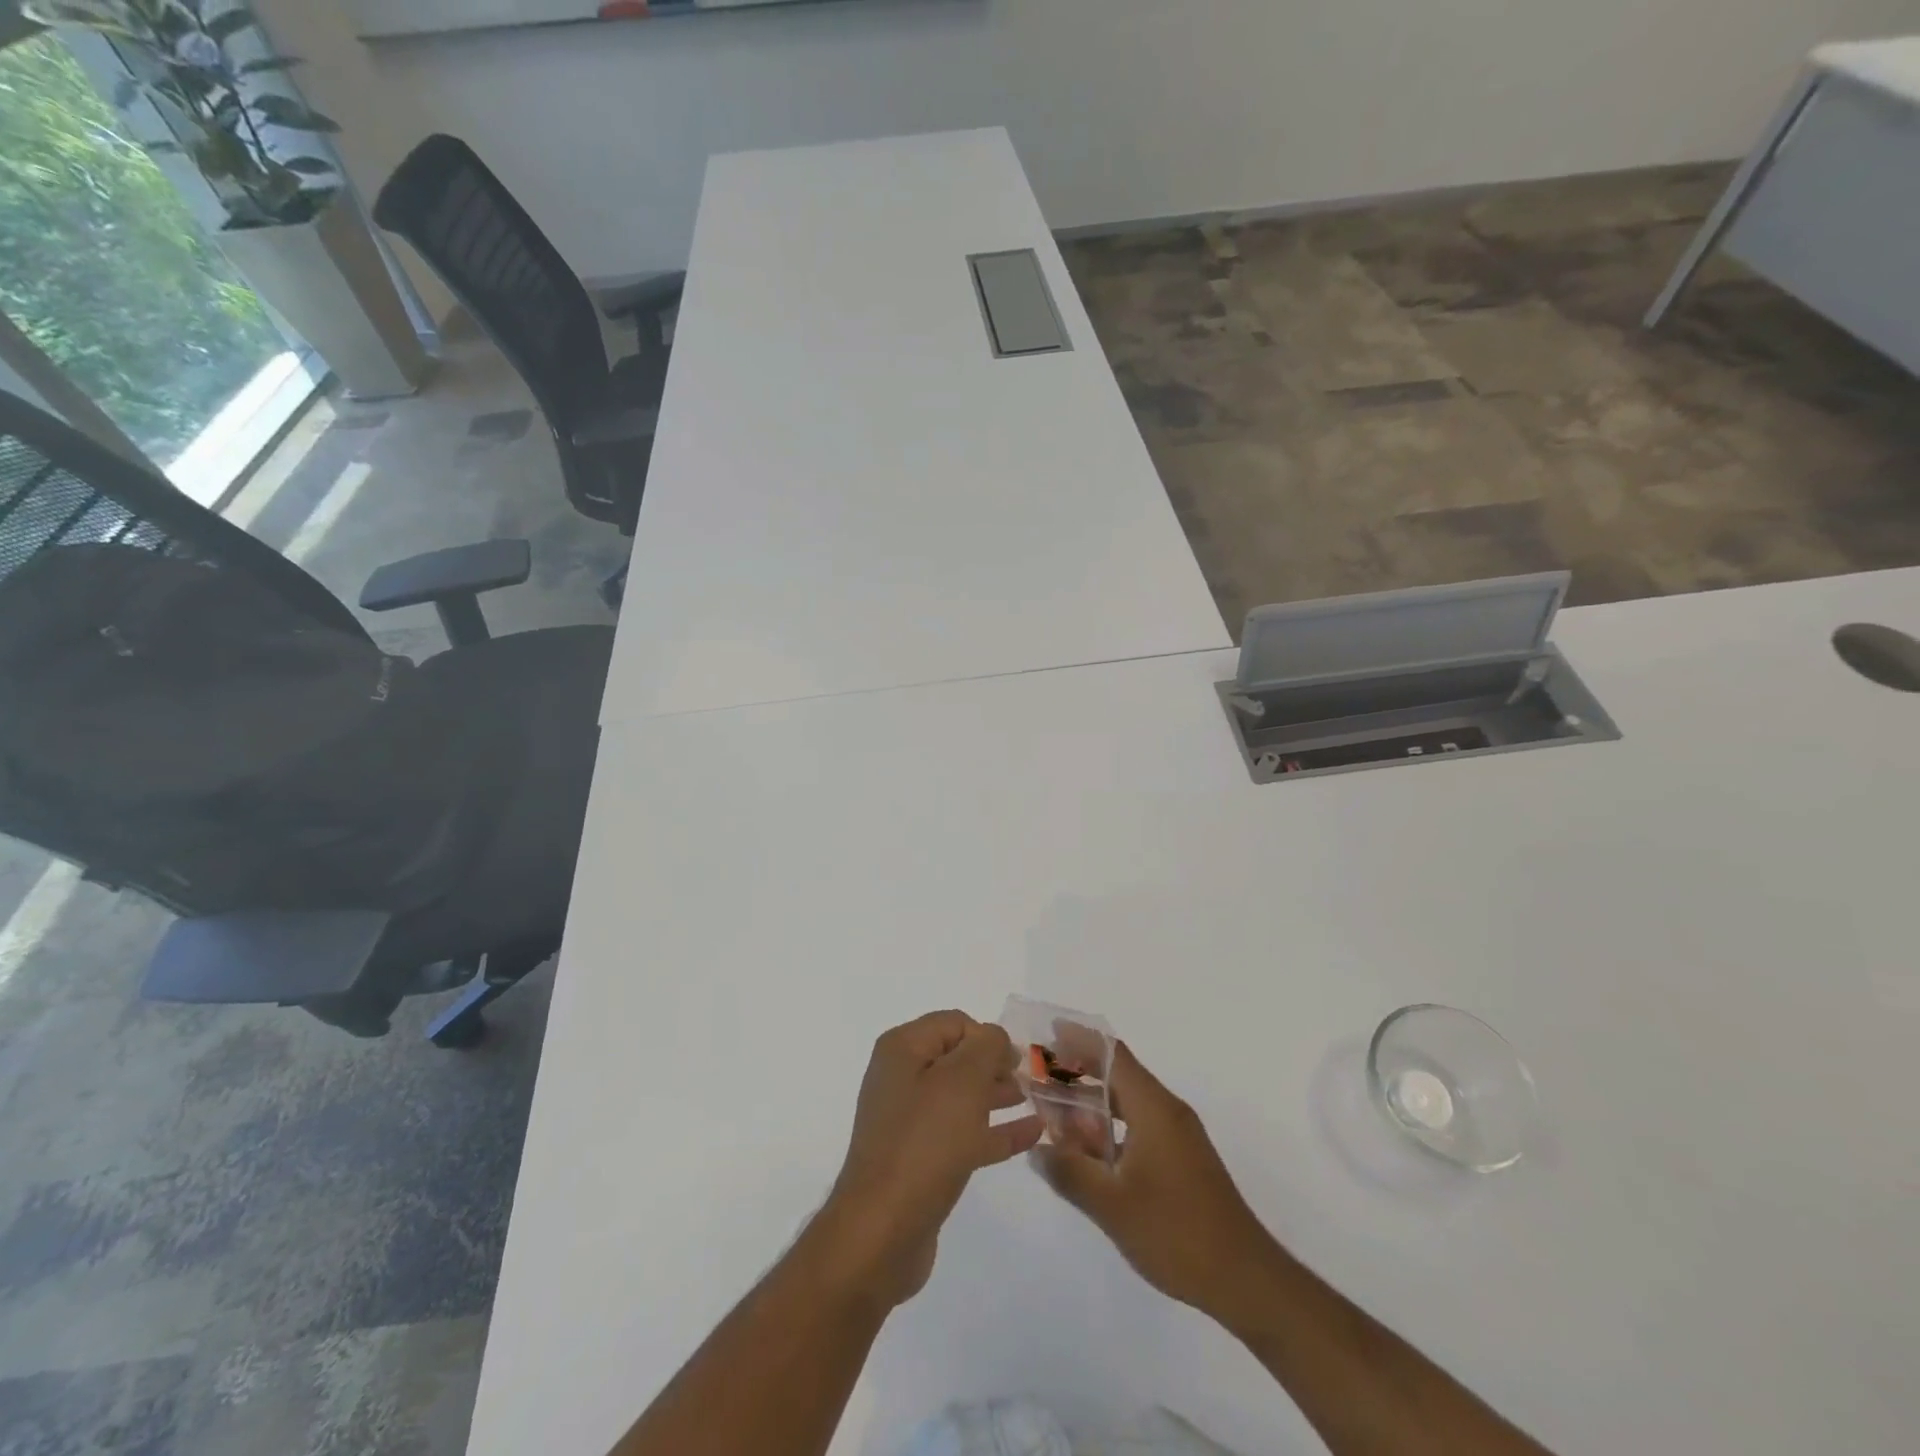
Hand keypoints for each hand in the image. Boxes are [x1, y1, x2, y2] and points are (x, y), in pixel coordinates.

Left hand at [814, 1011, 1043, 1309]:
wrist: (882, 1231)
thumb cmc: (924, 1142)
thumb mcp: (963, 1081)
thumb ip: (986, 1047)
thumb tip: (995, 1037)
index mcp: (902, 1049)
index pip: (954, 1023)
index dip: (989, 1036)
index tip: (1020, 1059)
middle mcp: (901, 1078)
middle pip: (958, 1058)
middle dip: (996, 1065)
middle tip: (1034, 1078)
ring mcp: (909, 1122)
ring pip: (962, 1097)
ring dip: (998, 1095)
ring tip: (1037, 1101)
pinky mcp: (920, 1161)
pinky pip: (964, 1133)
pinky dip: (995, 1130)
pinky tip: (1031, 1134)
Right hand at [1031, 1040, 1273, 1321]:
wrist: (1245, 1280)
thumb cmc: (1176, 1233)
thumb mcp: (1111, 1205)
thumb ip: (1070, 1171)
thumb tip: (1037, 1148)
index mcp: (1154, 1108)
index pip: (1112, 1054)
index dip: (1079, 1039)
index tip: (1046, 1034)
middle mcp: (1167, 1112)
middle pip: (1117, 1076)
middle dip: (1077, 1073)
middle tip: (1038, 1079)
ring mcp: (1177, 1137)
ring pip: (1127, 1105)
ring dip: (1091, 1106)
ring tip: (1052, 1116)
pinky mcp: (1181, 1161)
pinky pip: (1137, 1128)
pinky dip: (1108, 1130)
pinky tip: (1087, 1154)